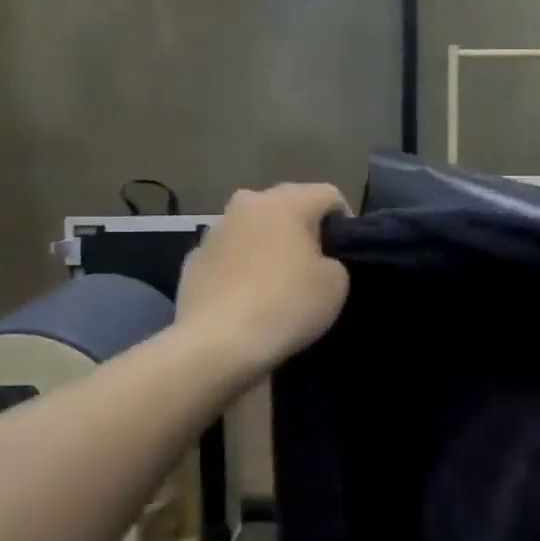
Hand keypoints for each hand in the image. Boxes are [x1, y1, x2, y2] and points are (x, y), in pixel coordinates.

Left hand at [176, 183, 351, 378]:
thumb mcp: (336, 284)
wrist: (216, 345)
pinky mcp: (193, 259)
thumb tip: (315, 260)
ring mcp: (213, 230)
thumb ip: (333, 260)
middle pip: (287, 206)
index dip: (346, 222)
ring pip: (254, 229)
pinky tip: (247, 298)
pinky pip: (230, 255)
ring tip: (278, 282)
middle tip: (315, 265)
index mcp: (284, 202)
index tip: (346, 254)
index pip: (329, 195)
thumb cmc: (285, 306)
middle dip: (304, 229)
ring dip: (269, 245)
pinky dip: (242, 268)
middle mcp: (246, 203)